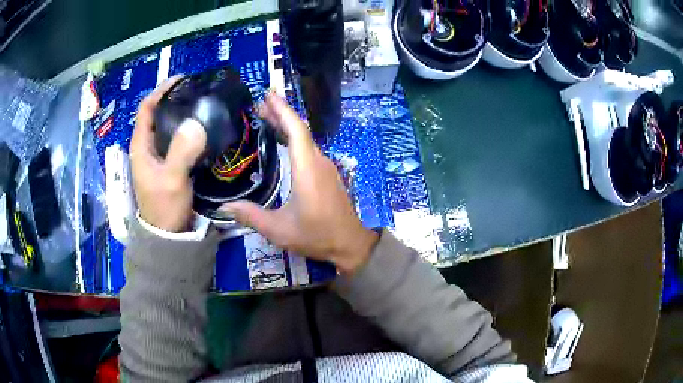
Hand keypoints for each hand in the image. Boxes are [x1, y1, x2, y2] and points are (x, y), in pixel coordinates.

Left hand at [130, 76, 207, 232]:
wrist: (168, 237)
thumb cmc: (164, 208)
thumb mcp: (172, 179)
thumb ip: (181, 151)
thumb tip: (196, 122)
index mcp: (141, 146)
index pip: (146, 108)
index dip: (161, 90)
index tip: (181, 79)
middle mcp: (147, 147)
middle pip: (157, 114)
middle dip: (174, 99)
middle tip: (197, 91)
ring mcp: (158, 157)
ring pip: (168, 127)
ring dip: (182, 114)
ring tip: (203, 105)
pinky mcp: (168, 165)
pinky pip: (177, 140)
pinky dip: (188, 131)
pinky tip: (203, 128)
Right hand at [221, 93, 378, 274]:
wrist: (350, 244)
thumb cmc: (316, 236)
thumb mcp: (278, 230)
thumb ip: (250, 216)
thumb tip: (224, 207)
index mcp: (307, 169)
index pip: (295, 130)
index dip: (282, 110)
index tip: (268, 95)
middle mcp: (318, 162)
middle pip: (300, 130)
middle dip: (280, 114)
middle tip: (259, 104)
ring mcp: (326, 167)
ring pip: (305, 139)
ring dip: (287, 126)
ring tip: (266, 118)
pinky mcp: (328, 175)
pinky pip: (309, 150)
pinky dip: (295, 140)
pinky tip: (283, 143)